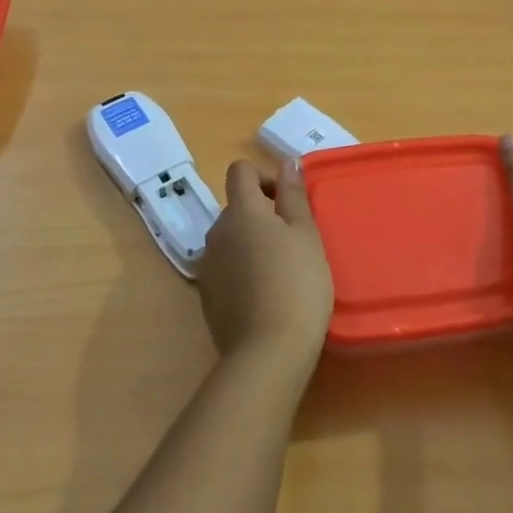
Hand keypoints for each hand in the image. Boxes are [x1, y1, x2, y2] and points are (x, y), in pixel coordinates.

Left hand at [195, 159, 333, 367]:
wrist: (268, 351)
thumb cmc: (297, 283)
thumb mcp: (306, 234)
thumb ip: (294, 195)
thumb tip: (287, 162)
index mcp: (241, 211)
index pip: (240, 171)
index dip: (263, 176)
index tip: (288, 200)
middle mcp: (216, 231)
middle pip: (236, 208)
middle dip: (263, 215)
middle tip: (295, 241)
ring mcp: (207, 265)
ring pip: (231, 239)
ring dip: (252, 243)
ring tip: (282, 271)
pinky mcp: (206, 296)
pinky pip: (225, 269)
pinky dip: (242, 271)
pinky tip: (265, 295)